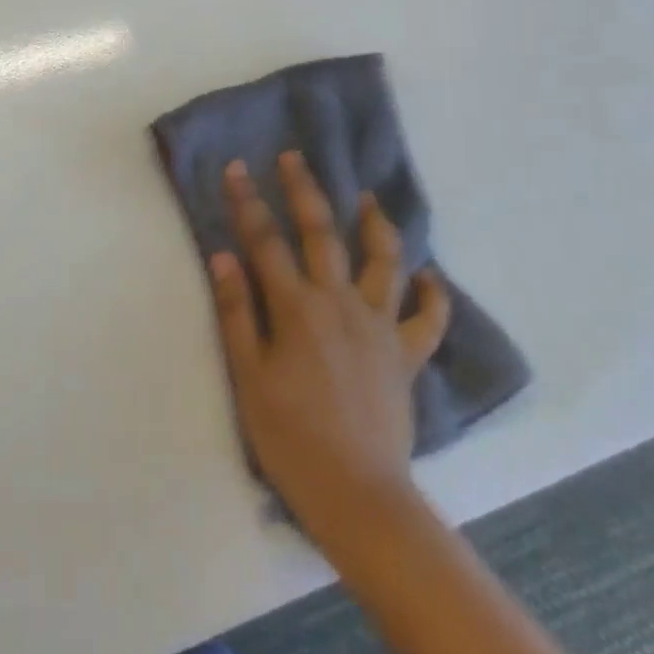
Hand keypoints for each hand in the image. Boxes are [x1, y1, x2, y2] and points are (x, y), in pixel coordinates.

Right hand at [209, 151, 450, 544]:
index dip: (247, 201)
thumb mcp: (248, 377)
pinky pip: (427, 319)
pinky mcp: (405, 354)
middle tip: (295, 157)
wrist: (358, 496)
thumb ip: (236, 311)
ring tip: (368, 198)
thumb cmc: (291, 438)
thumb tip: (222, 255)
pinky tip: (430, 276)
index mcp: (297, 307)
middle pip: (322, 233)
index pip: (264, 240)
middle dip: (305, 190)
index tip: (236, 167)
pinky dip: (432, 294)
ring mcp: (378, 326)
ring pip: (383, 261)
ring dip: (376, 224)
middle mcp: (340, 302)